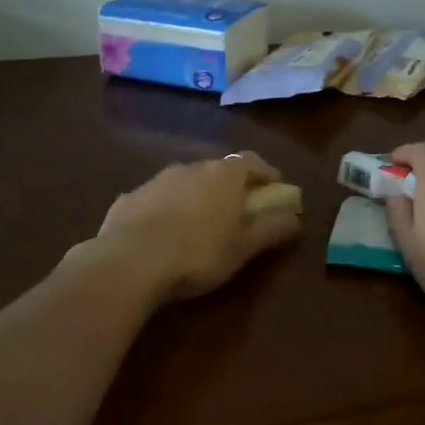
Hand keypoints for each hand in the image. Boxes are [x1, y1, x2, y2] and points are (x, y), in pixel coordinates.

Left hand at [90, 152, 301, 302]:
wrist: (128, 262)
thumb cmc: (198, 253)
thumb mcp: (245, 248)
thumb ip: (273, 228)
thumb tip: (296, 218)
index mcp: (224, 175)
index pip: (253, 162)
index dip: (267, 175)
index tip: (275, 192)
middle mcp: (191, 167)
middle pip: (218, 171)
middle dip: (231, 188)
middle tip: (237, 214)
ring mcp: (156, 180)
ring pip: (185, 183)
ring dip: (195, 198)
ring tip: (197, 228)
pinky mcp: (128, 198)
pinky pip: (155, 200)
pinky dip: (164, 211)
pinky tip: (161, 237)